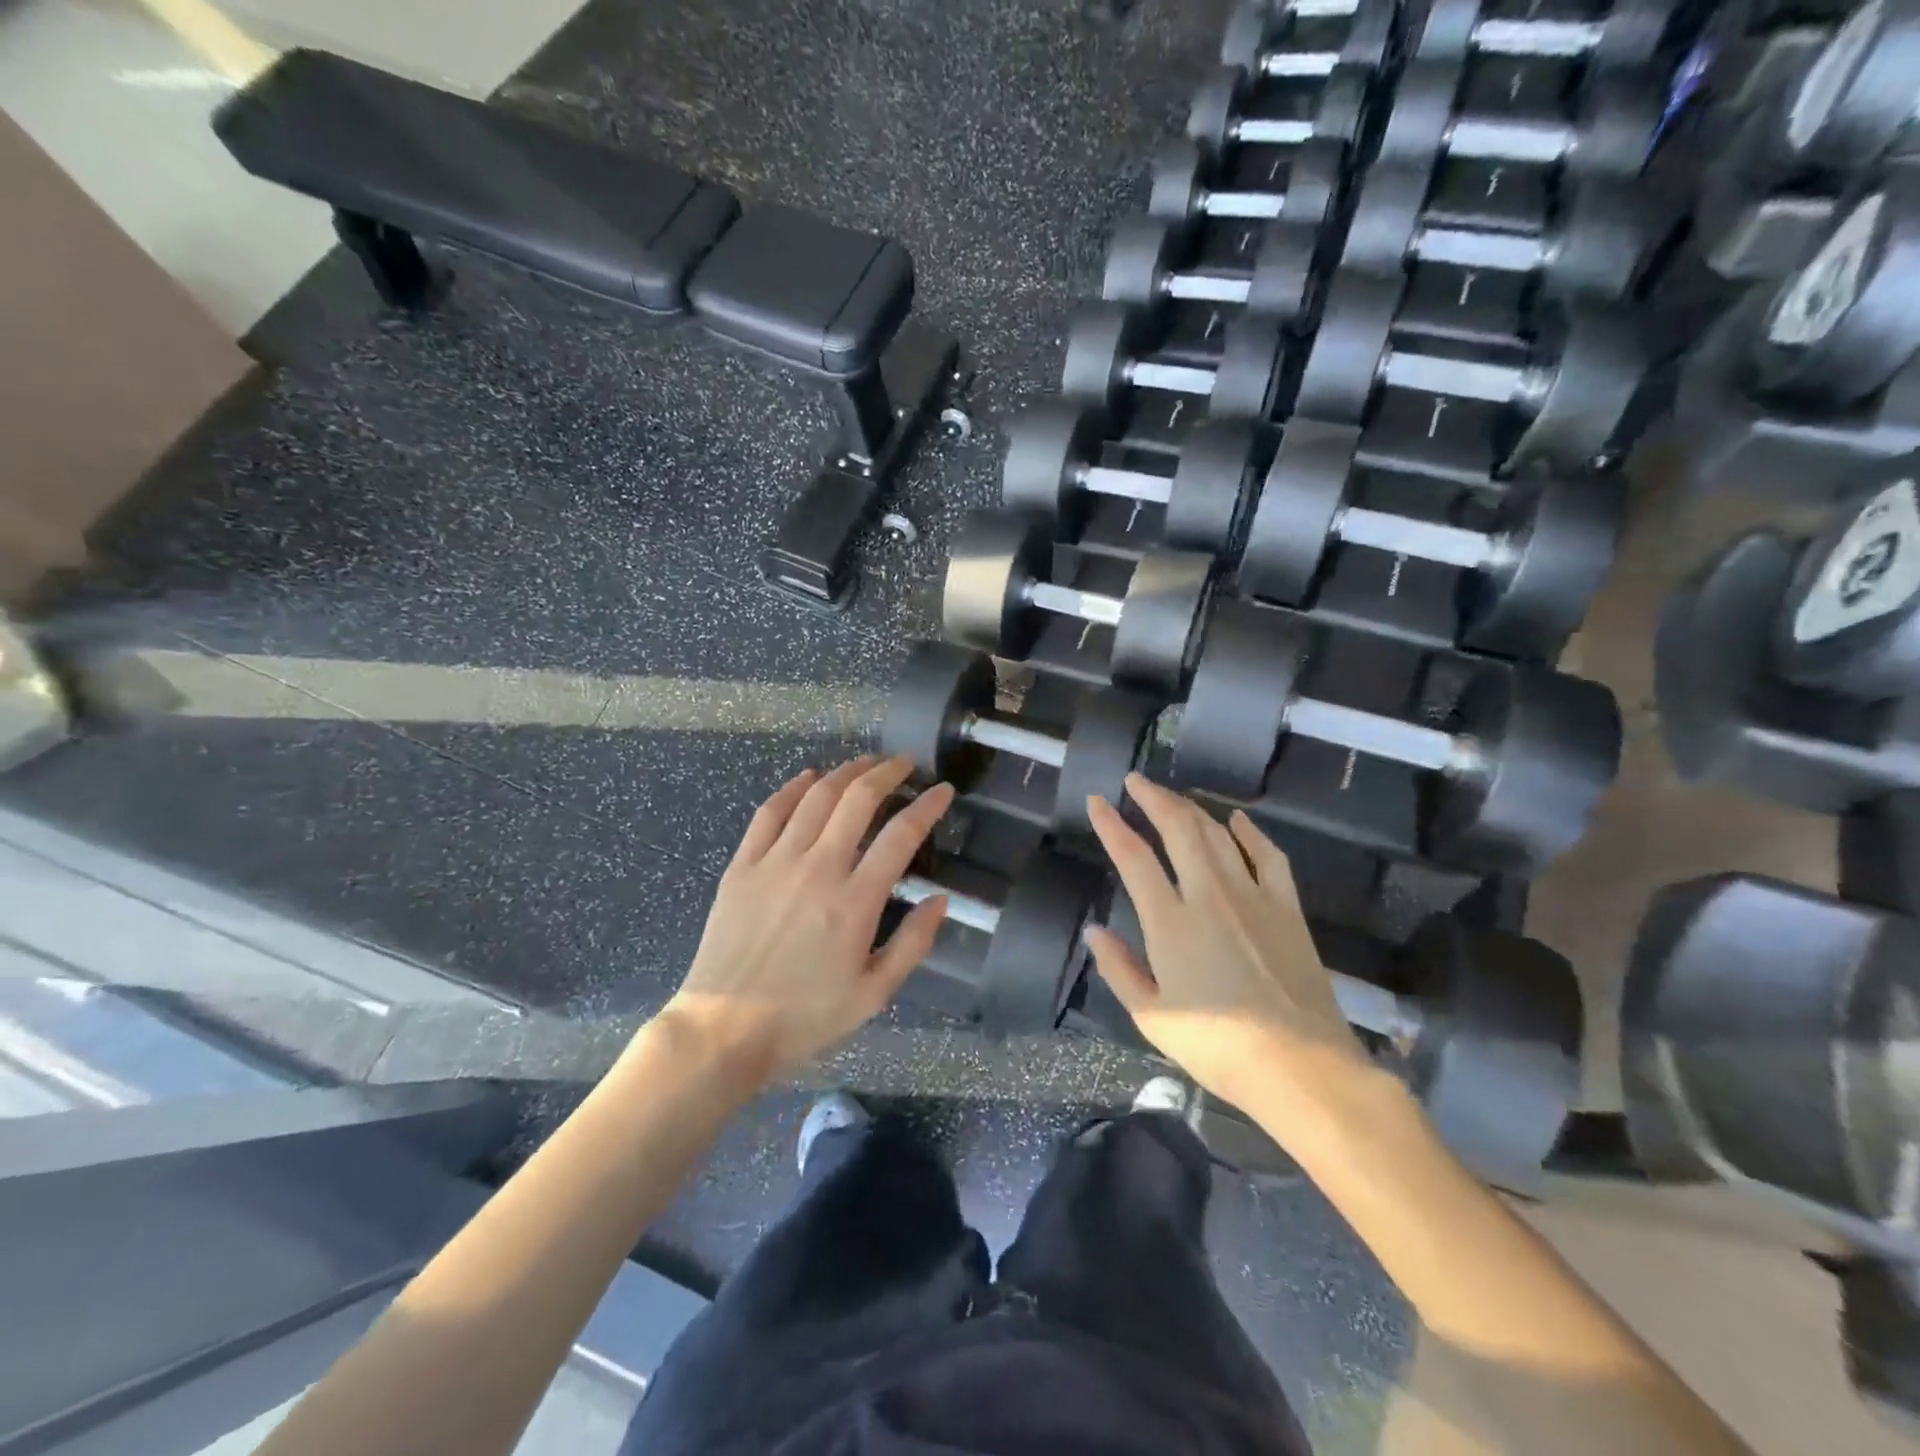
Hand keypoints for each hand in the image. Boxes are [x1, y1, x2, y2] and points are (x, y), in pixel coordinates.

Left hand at [657, 756, 952, 1091]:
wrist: (723, 1029)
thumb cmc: (804, 1016)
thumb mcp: (873, 995)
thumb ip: (913, 944)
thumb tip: (940, 900)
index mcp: (855, 902)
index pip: (901, 835)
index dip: (928, 805)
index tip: (943, 790)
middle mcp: (818, 869)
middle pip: (858, 799)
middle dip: (887, 772)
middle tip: (905, 763)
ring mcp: (775, 862)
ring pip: (815, 796)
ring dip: (846, 771)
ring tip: (866, 763)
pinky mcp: (742, 865)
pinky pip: (770, 811)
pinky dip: (793, 787)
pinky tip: (808, 777)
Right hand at [1086, 774, 1367, 1108]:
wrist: (1301, 1066)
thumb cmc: (1218, 1048)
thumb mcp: (1152, 1018)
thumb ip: (1120, 969)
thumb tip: (1095, 932)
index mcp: (1170, 922)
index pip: (1134, 857)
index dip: (1112, 825)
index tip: (1097, 801)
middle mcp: (1209, 896)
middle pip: (1178, 829)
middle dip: (1154, 798)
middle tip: (1136, 781)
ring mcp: (1253, 897)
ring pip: (1217, 835)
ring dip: (1191, 809)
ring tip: (1172, 798)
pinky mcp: (1287, 907)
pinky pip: (1268, 856)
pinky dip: (1250, 833)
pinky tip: (1239, 820)